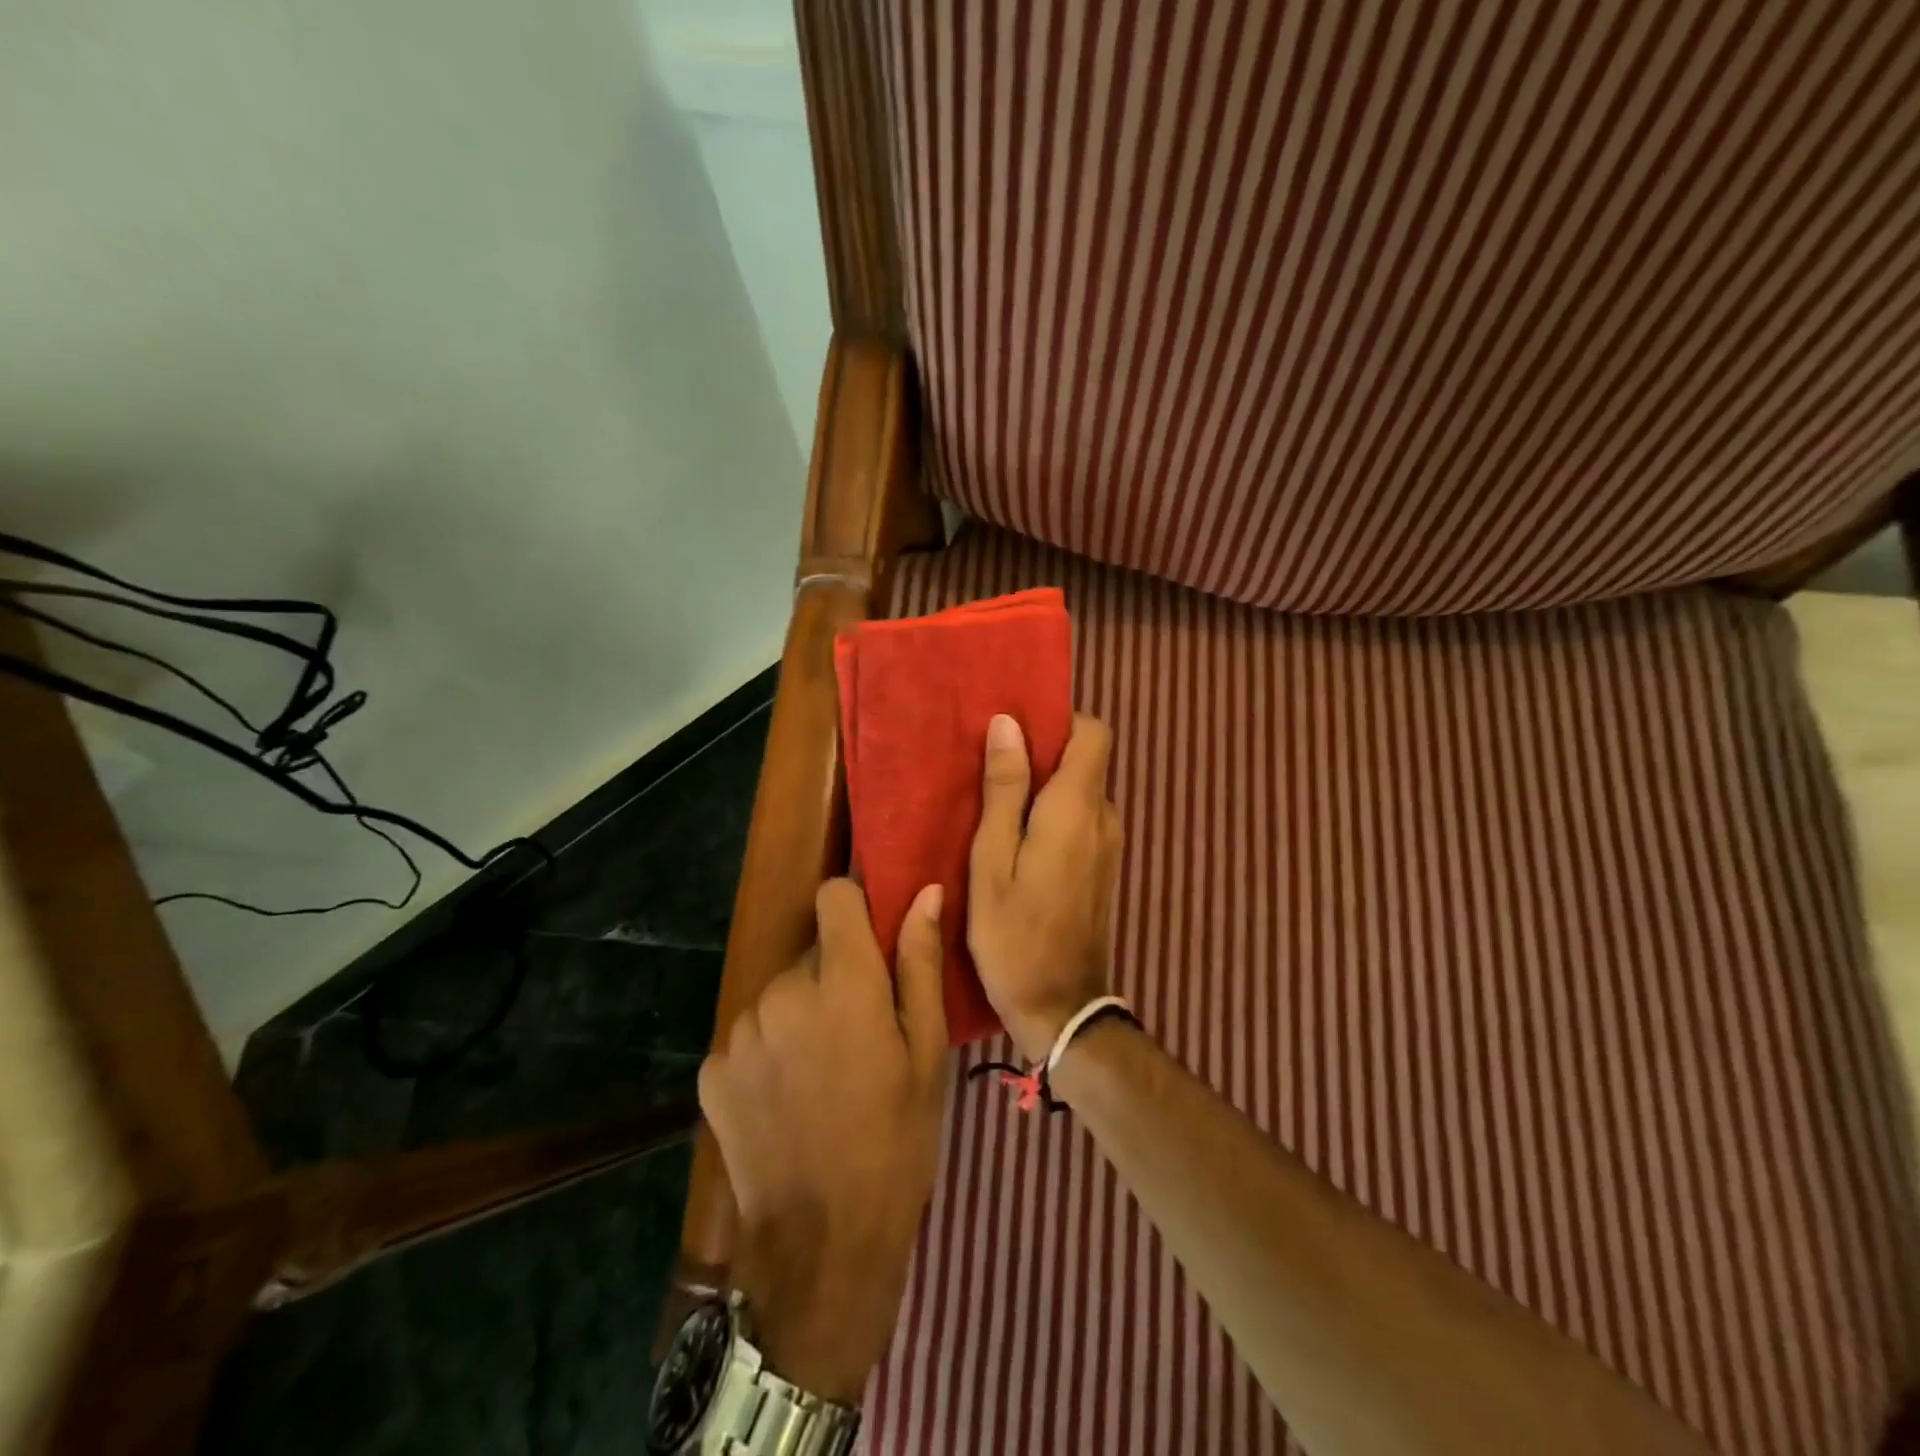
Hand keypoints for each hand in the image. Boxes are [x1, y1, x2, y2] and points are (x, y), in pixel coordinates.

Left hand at [697, 878, 948, 1404]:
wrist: (822, 1245)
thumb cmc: (896, 1141)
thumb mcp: (927, 1052)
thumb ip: (920, 963)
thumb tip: (925, 893)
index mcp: (842, 982)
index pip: (833, 896)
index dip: (854, 908)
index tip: (871, 942)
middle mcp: (782, 992)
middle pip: (810, 952)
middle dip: (834, 976)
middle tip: (860, 1034)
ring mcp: (740, 1031)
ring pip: (779, 993)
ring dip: (800, 1014)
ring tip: (823, 1074)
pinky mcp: (712, 1070)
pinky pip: (750, 1034)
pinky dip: (769, 1051)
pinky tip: (787, 1100)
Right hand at [968, 713, 1122, 1062]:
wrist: (1061, 1007)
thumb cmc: (1014, 933)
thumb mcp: (992, 859)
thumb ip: (1004, 790)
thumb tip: (1009, 724)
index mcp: (1077, 808)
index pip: (1093, 733)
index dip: (1059, 721)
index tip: (1017, 734)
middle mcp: (1104, 817)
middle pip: (1086, 760)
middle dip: (1044, 756)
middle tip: (992, 773)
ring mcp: (1110, 844)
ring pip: (1082, 792)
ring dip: (1046, 789)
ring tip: (998, 809)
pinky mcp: (1105, 867)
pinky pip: (1083, 820)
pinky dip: (1054, 816)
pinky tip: (1019, 842)